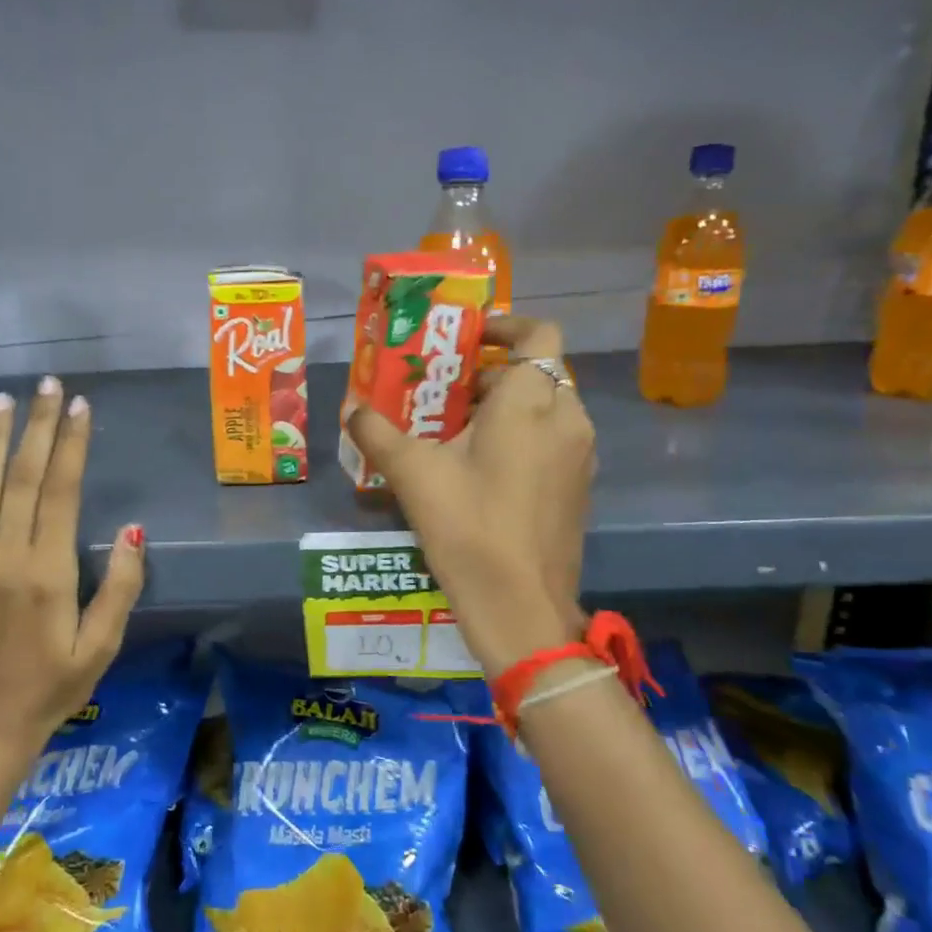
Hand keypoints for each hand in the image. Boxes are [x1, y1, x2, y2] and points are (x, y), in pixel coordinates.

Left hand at [0, 377, 145, 750]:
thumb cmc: (52, 686)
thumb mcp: (102, 645)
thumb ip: (120, 586)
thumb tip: (133, 529)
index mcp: (47, 572)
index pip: (62, 491)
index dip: (72, 445)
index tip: (80, 407)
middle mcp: (3, 557)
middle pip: (22, 477)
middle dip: (38, 426)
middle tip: (48, 385)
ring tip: (3, 400)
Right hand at [346, 317, 595, 673]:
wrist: (520, 605)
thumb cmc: (468, 526)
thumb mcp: (412, 474)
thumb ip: (378, 433)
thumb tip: (352, 409)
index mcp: (530, 402)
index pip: (539, 334)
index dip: (506, 326)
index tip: (470, 338)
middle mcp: (566, 418)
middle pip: (538, 371)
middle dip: (493, 373)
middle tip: (446, 389)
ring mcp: (578, 455)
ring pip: (547, 406)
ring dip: (507, 405)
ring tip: (457, 428)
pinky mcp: (578, 486)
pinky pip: (553, 439)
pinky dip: (523, 434)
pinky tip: (481, 467)